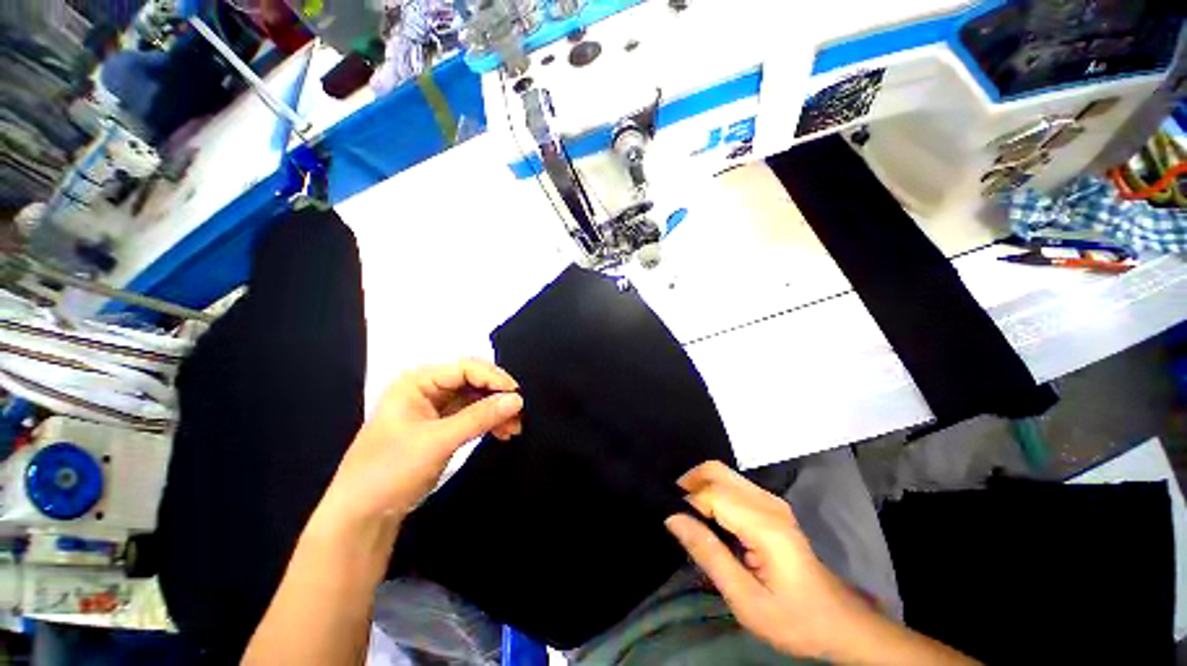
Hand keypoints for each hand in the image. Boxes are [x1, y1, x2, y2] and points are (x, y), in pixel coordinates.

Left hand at [322, 360, 523, 526]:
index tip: (518, 394)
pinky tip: (503, 433)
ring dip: (496, 412)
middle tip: (519, 413)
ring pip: (475, 400)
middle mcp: (427, 389)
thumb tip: (518, 399)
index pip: (465, 368)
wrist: (362, 516)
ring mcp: (434, 409)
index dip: (493, 378)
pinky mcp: (441, 427)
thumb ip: (480, 417)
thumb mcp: (438, 441)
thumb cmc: (391, 470)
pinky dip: (488, 423)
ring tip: (514, 428)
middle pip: (473, 382)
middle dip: (497, 397)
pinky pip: (471, 417)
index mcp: (417, 382)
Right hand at [664, 461, 883, 660]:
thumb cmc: (794, 619)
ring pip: (722, 472)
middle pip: (715, 470)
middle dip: (688, 484)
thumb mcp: (746, 600)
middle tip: (675, 513)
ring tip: (687, 516)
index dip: (686, 503)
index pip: (712, 493)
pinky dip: (711, 491)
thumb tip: (673, 518)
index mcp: (765, 525)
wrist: (838, 623)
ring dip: (698, 486)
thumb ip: (708, 554)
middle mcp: (767, 502)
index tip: (674, 524)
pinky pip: (731, 483)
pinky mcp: (770, 504)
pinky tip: (707, 516)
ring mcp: (771, 500)